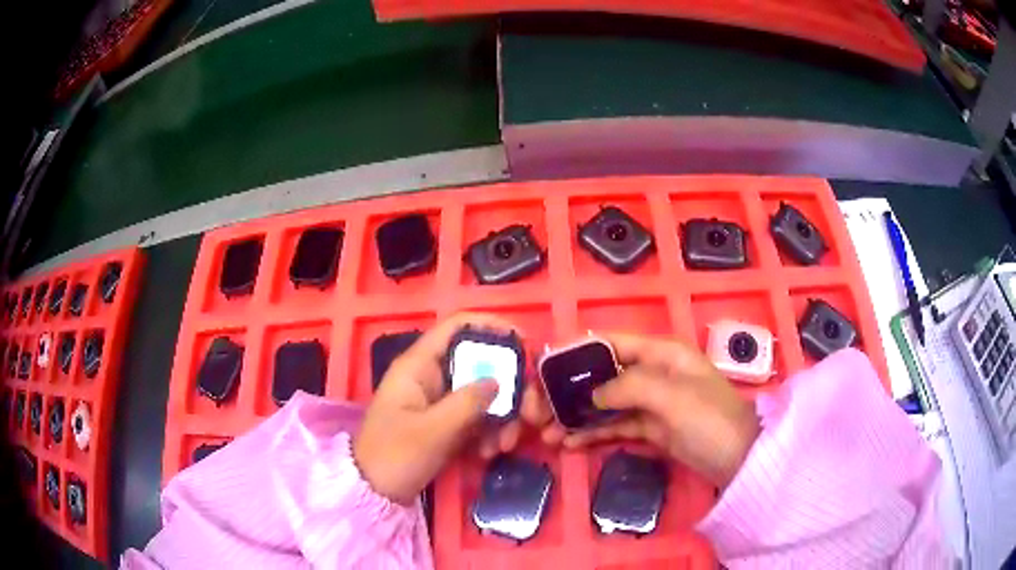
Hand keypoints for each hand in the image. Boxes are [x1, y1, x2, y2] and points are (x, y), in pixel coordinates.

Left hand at [353, 313, 540, 504]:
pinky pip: (477, 416)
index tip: (523, 343)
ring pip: (482, 393)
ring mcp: (440, 400)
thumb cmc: (395, 455)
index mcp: (419, 366)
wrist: (374, 491)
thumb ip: (467, 403)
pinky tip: (490, 452)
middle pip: (479, 363)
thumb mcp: (432, 430)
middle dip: (508, 387)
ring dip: (502, 416)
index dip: (490, 326)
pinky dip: (489, 431)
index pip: (456, 327)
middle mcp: (431, 376)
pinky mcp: (446, 422)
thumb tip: (500, 380)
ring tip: (504, 444)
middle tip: (528, 412)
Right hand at [540, 333, 759, 487]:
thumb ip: (629, 387)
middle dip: (571, 391)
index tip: (544, 367)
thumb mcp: (672, 397)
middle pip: (603, 376)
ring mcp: (652, 403)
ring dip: (577, 417)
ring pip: (606, 404)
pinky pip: (616, 427)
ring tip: (547, 433)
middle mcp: (653, 373)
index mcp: (661, 353)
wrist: (739, 460)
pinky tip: (570, 444)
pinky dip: (594, 434)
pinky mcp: (651, 429)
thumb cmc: (710, 420)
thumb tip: (593, 393)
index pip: (612, 343)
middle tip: (539, 411)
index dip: (578, 351)